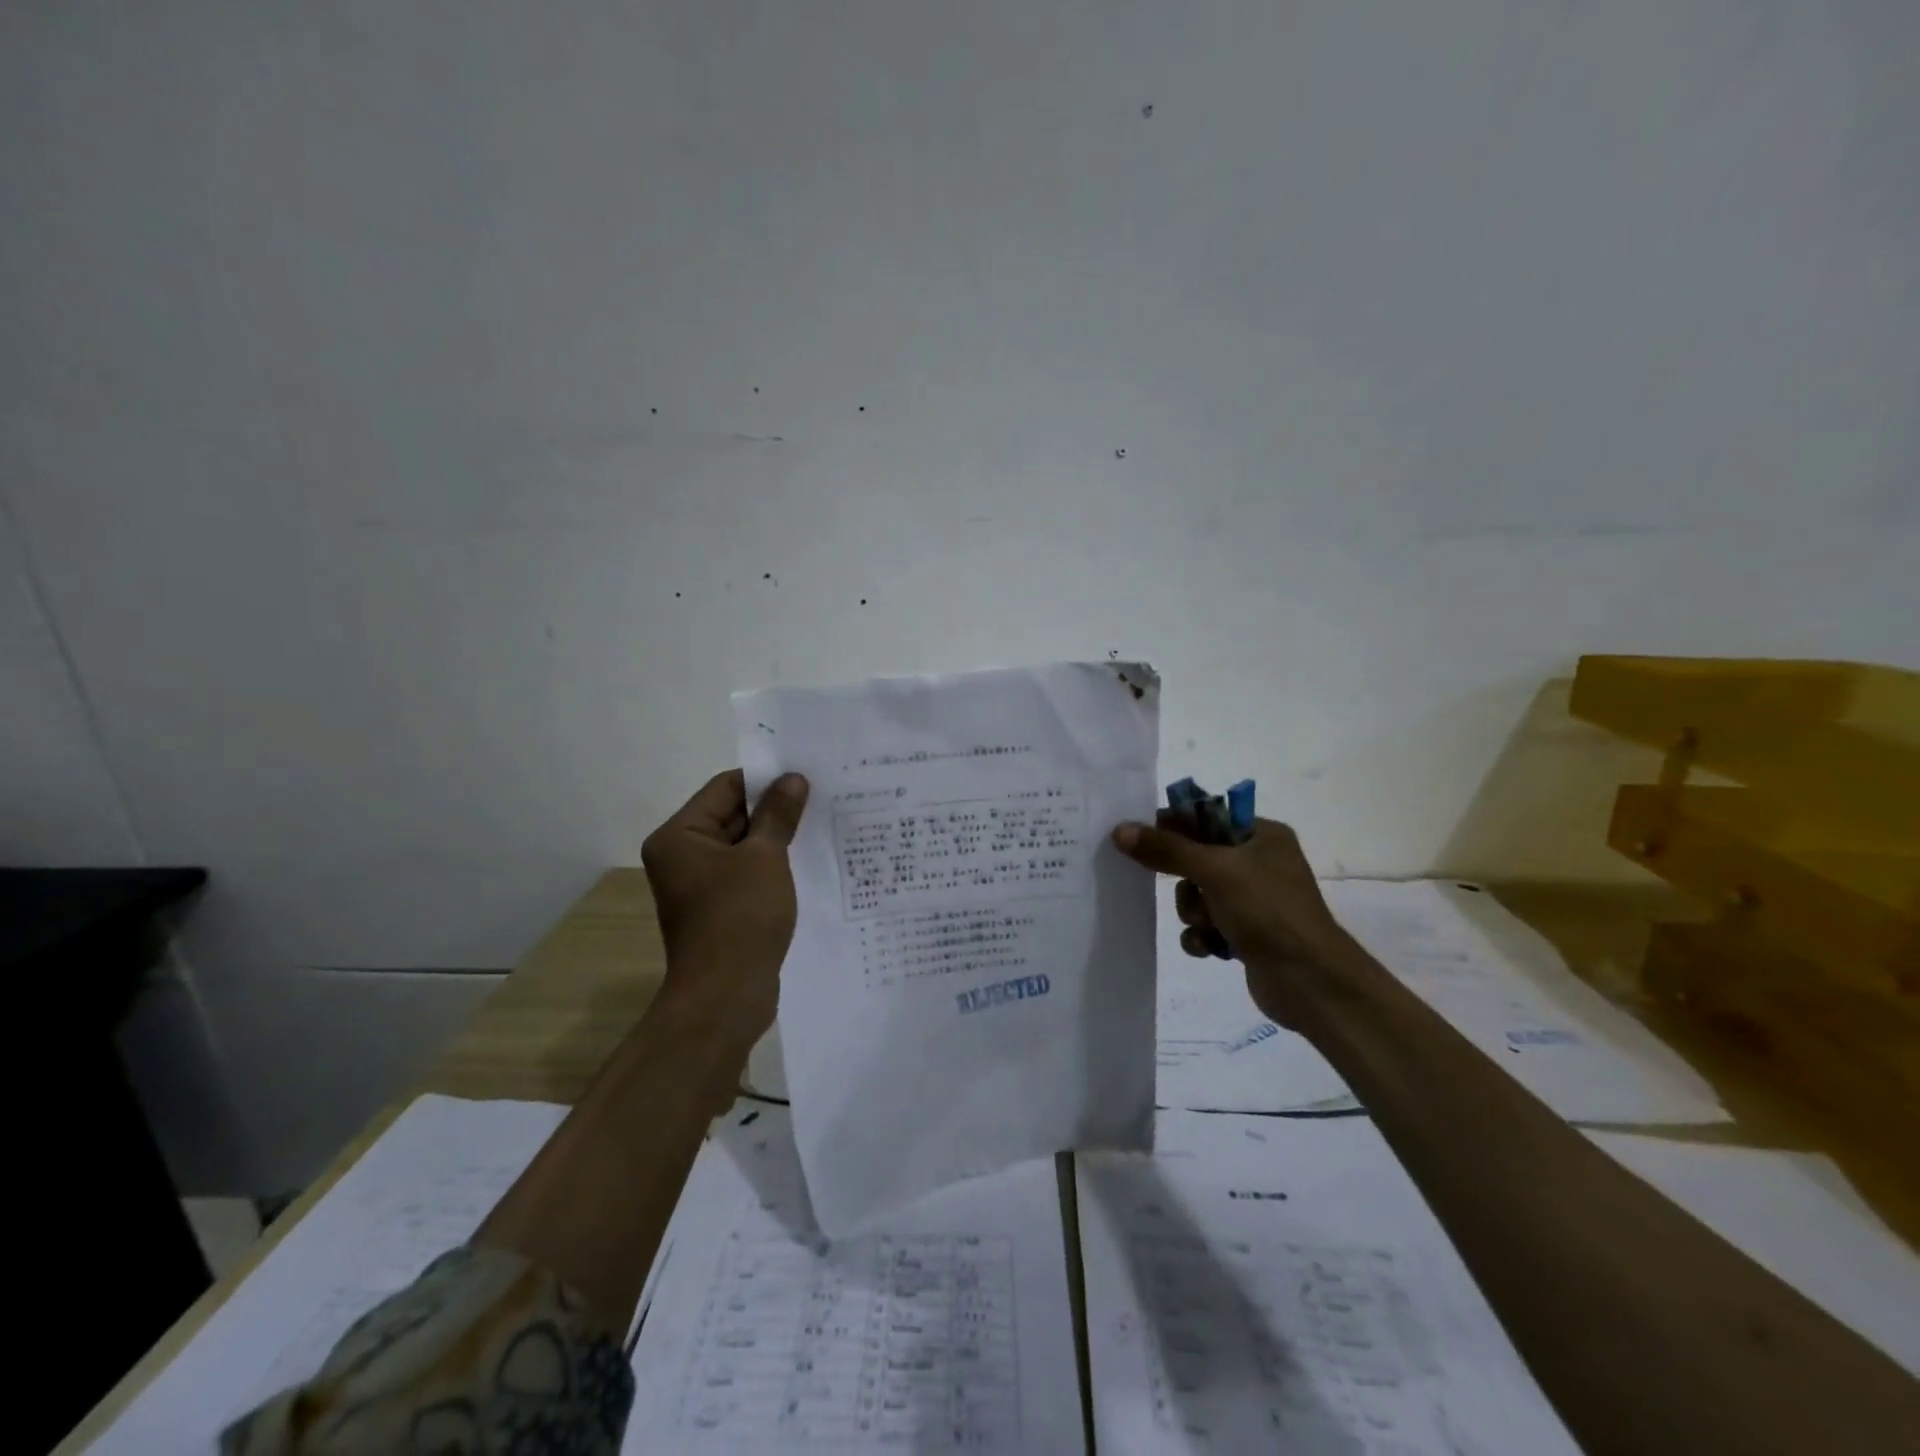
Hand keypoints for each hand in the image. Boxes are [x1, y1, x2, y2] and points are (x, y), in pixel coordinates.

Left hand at [641, 769, 809, 1041]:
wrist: (725, 997)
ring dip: (777, 837)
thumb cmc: (740, 917)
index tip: (807, 775)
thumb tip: (793, 778)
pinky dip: (773, 865)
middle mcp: (683, 855)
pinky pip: (747, 873)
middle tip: (823, 796)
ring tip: (822, 824)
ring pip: (744, 846)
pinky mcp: (719, 908)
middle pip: (733, 815)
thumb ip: (778, 814)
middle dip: (775, 808)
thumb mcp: (765, 857)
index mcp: (680, 835)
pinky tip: (808, 861)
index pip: (726, 787)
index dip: (766, 779)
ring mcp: (700, 884)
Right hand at [1112, 814, 1356, 1028]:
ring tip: (1209, 926)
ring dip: (1194, 912)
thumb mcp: (1214, 871)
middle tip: (1191, 891)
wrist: (1310, 982)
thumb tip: (1119, 830)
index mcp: (1261, 835)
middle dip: (1186, 881)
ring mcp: (1253, 900)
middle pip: (1195, 858)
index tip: (1141, 838)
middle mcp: (1259, 862)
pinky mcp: (1246, 933)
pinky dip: (1202, 935)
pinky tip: (1211, 948)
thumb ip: (1166, 849)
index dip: (1172, 827)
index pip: (1205, 817)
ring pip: (1196, 895)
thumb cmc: (1267, 912)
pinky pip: (1205, 925)